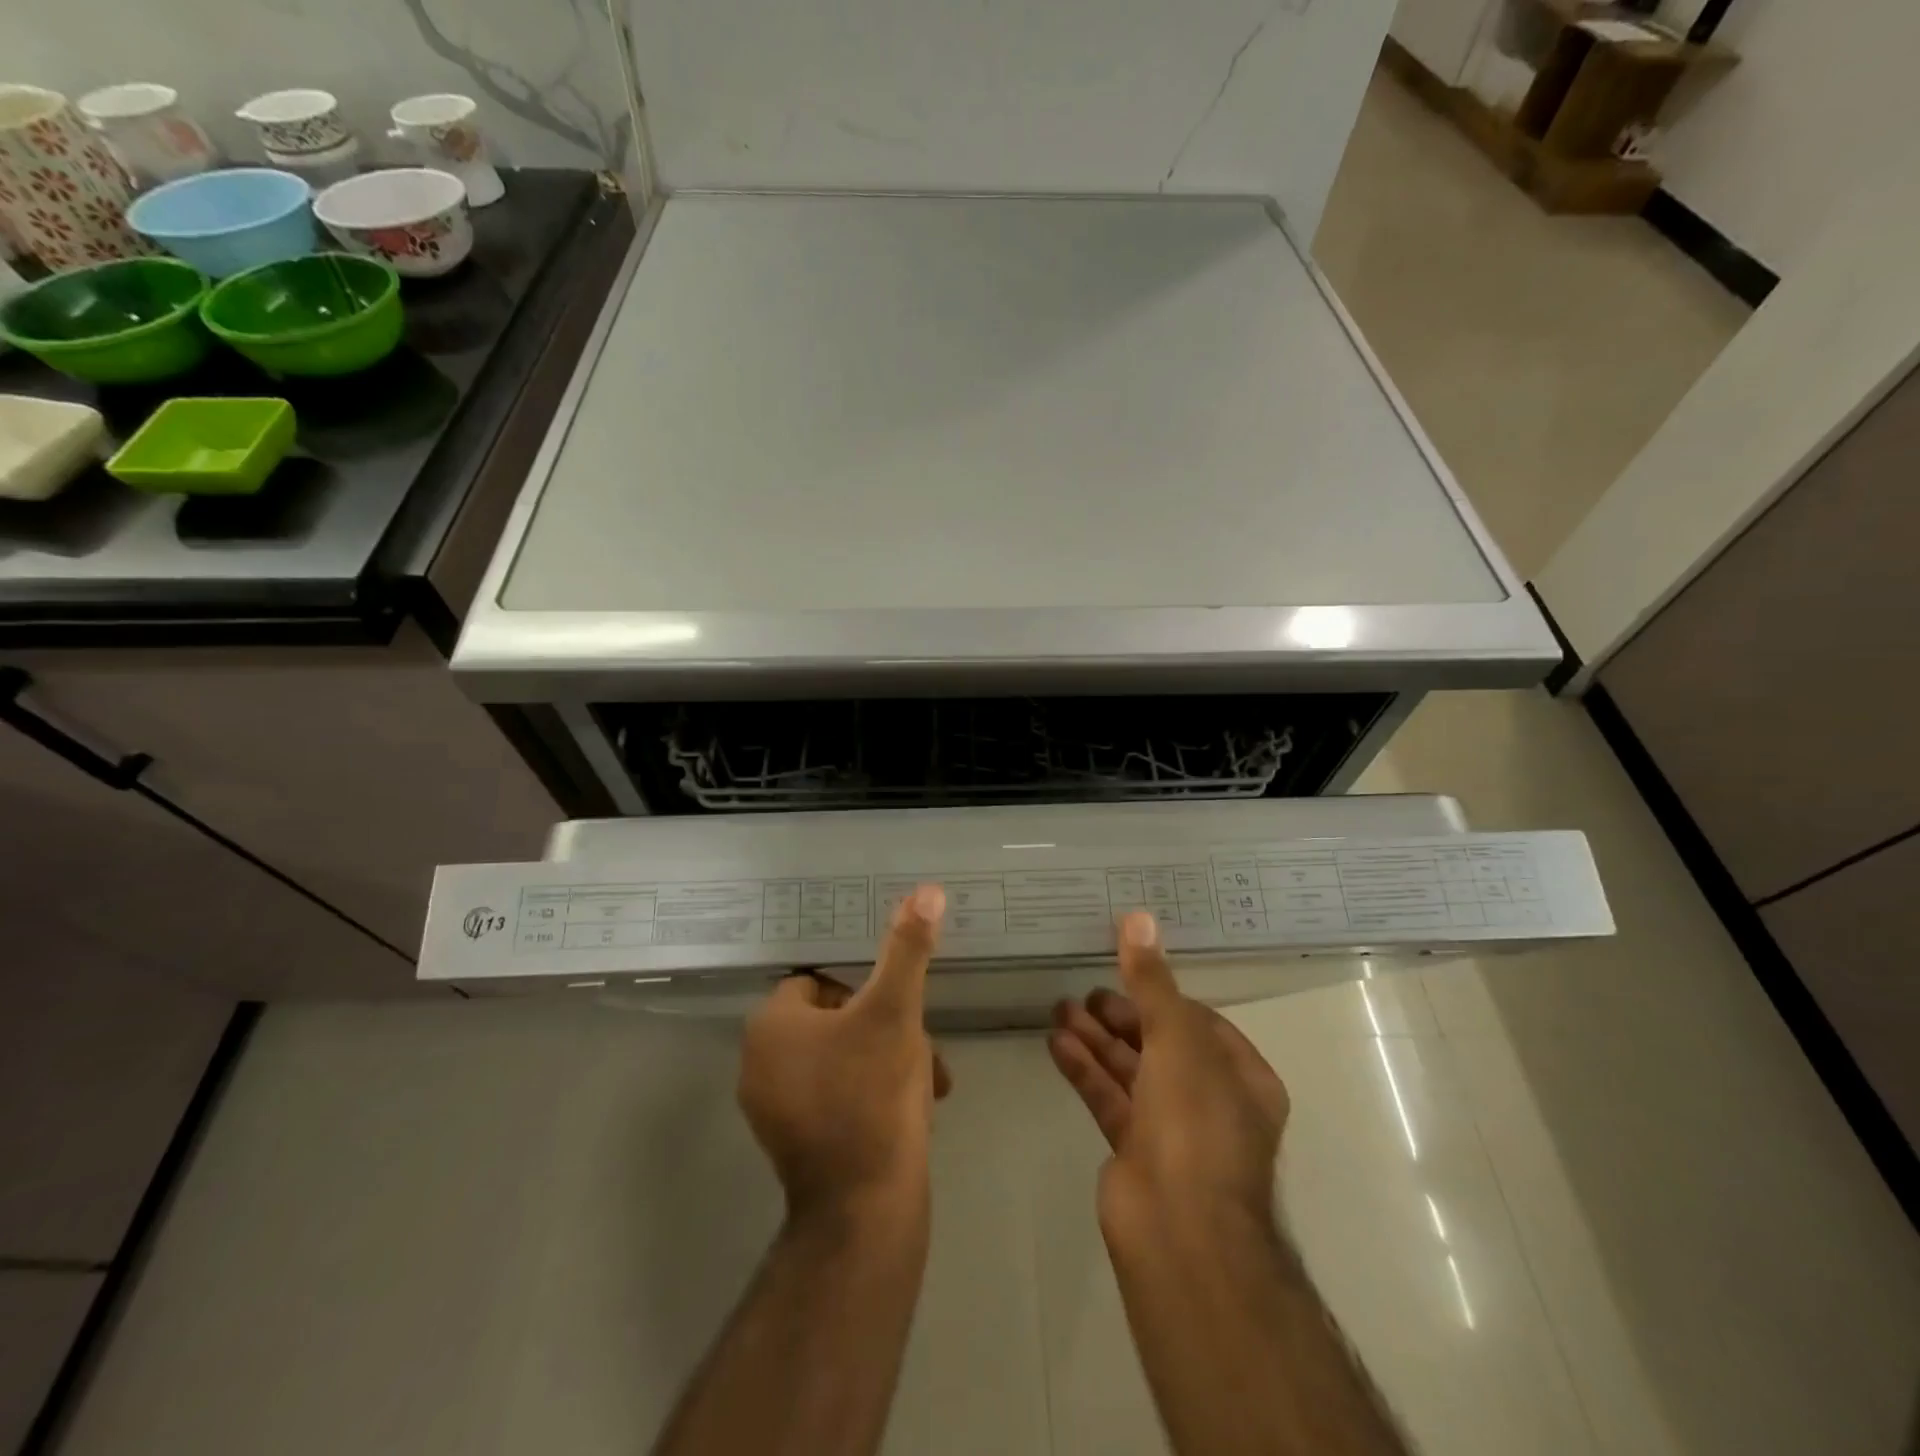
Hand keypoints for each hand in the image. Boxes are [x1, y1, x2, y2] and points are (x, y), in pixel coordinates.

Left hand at [739, 885, 952, 1227]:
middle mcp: (759, 1062)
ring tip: (929, 1081)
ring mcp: (773, 1107)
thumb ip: (907, 949)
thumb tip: (926, 890)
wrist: (866, 1210)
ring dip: (887, 1060)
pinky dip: (872, 1093)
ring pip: (842, 1057)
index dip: (867, 991)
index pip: (823, 982)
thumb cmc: (874, 1095)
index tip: (901, 1013)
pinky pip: (836, 1094)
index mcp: (770, 1025)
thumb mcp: (896, 1010)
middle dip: (886, 1029)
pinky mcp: (792, 1142)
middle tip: (923, 1050)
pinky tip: (912, 1109)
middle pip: (837, 1020)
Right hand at [1048, 911, 1288, 1246]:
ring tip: (1059, 1009)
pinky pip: (1109, 1098)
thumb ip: (1152, 981)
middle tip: (1084, 994)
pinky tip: (1057, 1043)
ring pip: (1131, 1070)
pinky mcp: (1136, 1152)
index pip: (1199, 1021)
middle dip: (1122, 1016)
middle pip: (1161, 1044)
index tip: (1125, 970)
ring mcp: (1173, 1130)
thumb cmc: (1194, 1122)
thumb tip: (1138, 917)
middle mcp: (1212, 1101)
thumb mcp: (1176, 1038)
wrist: (1179, 1229)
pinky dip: (1086, 1070)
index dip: (1162, 994)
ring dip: (1097, 1039)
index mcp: (1242, 1077)